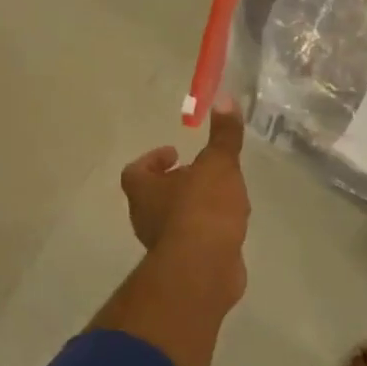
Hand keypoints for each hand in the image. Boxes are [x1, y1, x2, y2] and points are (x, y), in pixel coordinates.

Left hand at [120, 103, 249, 297]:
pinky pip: (194, 241)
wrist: (205, 268)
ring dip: (193, 208)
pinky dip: (208, 231)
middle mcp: (146, 217)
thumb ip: (224, 135)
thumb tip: (225, 97)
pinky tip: (230, 226)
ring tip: (222, 198)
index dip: (154, 159)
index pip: (136, 171)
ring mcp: (164, 244)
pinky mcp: (185, 264)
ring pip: (175, 220)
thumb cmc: (203, 209)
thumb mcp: (219, 165)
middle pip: (155, 195)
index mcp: (144, 191)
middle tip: (201, 173)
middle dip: (177, 183)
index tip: (175, 152)